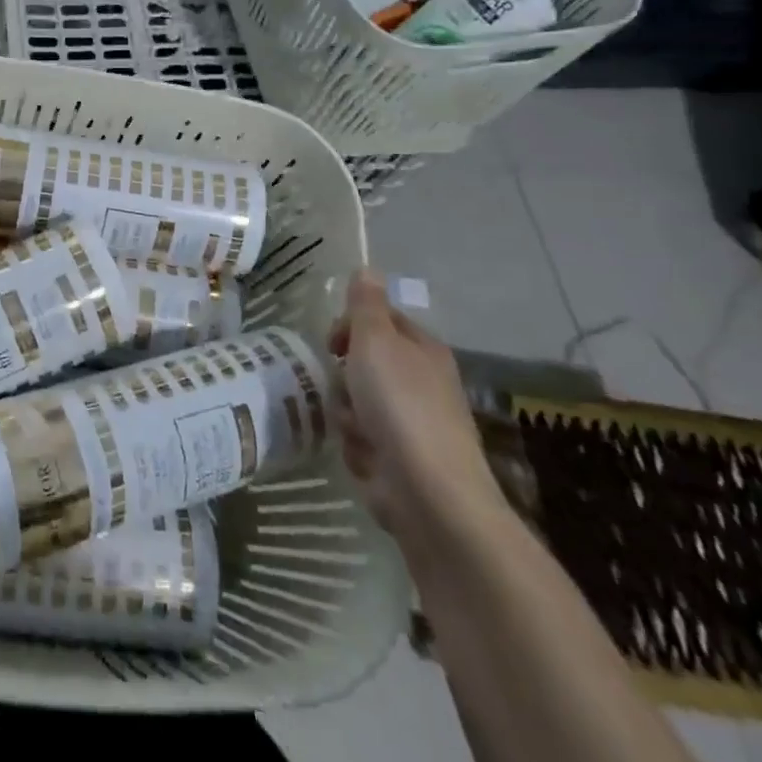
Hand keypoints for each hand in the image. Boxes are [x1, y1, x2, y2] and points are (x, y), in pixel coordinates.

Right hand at [329, 270, 505, 559]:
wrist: (429, 493)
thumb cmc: (400, 405)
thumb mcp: (375, 341)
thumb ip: (366, 305)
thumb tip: (367, 268)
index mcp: (422, 350)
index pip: (380, 321)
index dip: (351, 327)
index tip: (333, 343)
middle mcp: (421, 383)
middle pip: (364, 364)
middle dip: (346, 377)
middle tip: (345, 386)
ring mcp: (412, 425)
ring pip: (357, 403)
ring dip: (347, 414)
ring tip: (356, 428)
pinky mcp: (399, 461)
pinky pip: (361, 440)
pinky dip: (357, 447)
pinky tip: (365, 457)